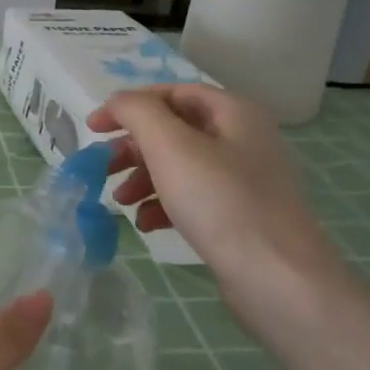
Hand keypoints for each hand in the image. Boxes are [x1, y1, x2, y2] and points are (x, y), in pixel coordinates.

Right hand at [90, 85, 343, 310]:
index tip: (93, 128)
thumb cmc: (221, 202)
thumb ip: (138, 112)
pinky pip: (194, 199)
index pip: (172, 93)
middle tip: (103, 169)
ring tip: (121, 202)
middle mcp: (243, 139)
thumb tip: (118, 100)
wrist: (277, 277)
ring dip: (144, 179)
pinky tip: (146, 225)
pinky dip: (164, 206)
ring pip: (181, 167)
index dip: (129, 105)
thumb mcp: (171, 146)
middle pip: (175, 131)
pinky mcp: (240, 217)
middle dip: (134, 149)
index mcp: (234, 112)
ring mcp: (244, 180)